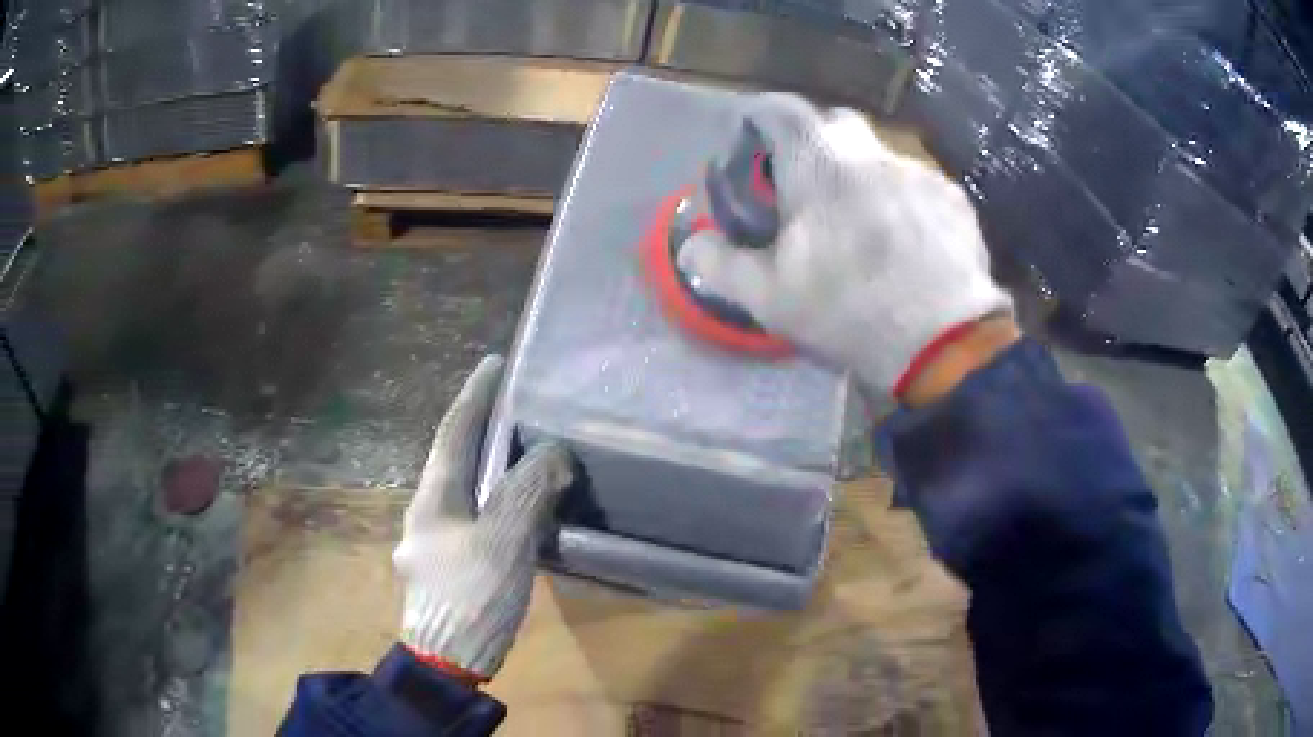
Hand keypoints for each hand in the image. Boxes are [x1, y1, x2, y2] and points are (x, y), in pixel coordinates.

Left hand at [393, 356, 573, 681]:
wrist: (448, 661)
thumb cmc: (470, 597)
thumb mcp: (503, 541)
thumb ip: (528, 493)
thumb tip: (554, 453)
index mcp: (433, 499)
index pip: (453, 433)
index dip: (474, 397)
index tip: (493, 364)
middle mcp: (426, 514)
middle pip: (454, 459)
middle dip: (480, 429)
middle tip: (514, 407)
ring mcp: (433, 542)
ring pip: (464, 491)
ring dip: (489, 467)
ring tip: (522, 452)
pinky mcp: (448, 566)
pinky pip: (474, 517)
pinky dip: (495, 501)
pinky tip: (517, 509)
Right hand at [679, 94, 1013, 398]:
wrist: (943, 342)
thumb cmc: (848, 310)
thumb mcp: (768, 297)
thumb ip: (720, 264)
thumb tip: (690, 245)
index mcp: (818, 163)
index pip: (778, 110)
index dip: (757, 116)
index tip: (749, 138)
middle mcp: (870, 152)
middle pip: (833, 123)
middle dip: (812, 141)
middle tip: (805, 183)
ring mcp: (918, 172)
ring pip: (879, 155)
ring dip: (861, 174)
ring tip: (860, 221)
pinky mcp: (953, 198)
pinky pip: (917, 184)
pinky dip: (901, 199)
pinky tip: (905, 240)